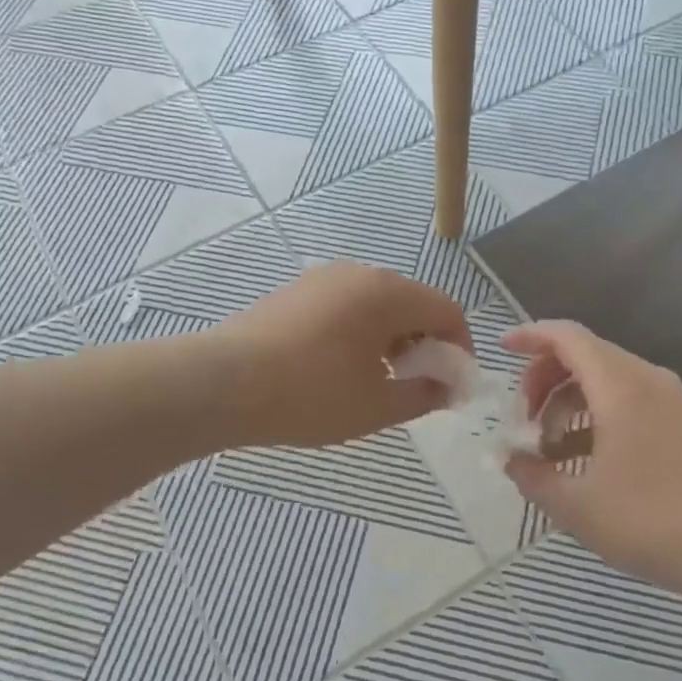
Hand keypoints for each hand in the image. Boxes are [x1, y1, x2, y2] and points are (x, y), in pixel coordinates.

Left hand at [216, 263, 471, 447]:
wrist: (221, 384)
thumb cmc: (310, 394)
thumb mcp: (376, 406)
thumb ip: (423, 395)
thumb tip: (447, 388)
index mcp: (387, 293)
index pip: (446, 310)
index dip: (460, 347)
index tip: (453, 384)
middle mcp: (359, 274)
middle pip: (413, 303)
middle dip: (425, 343)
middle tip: (417, 385)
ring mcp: (322, 279)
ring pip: (377, 305)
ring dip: (392, 339)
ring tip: (379, 381)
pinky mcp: (295, 292)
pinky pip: (345, 307)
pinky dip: (360, 332)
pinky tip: (340, 368)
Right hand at [502, 320, 681, 603]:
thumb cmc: (651, 523)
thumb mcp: (576, 507)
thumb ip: (532, 477)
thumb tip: (511, 459)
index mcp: (621, 387)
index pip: (569, 337)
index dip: (531, 336)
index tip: (502, 349)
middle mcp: (649, 380)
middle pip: (587, 355)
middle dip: (546, 379)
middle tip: (524, 420)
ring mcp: (674, 401)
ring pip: (609, 380)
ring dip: (571, 402)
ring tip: (550, 449)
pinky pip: (632, 401)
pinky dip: (600, 416)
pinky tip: (586, 460)